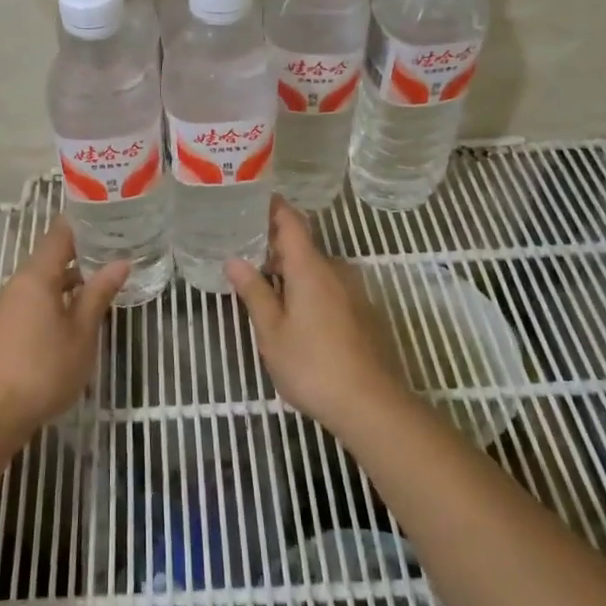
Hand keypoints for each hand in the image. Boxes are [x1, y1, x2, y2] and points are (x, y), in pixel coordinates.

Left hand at [0, 219, 127, 433]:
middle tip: (116, 251)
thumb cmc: (45, 367)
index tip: (110, 220)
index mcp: (37, 276)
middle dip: (82, 253)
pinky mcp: (5, 326)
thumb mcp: (82, 331)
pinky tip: (78, 313)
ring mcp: (8, 305)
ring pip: (43, 280)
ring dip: (71, 279)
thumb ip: (99, 294)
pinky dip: (57, 297)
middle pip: (51, 256)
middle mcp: (18, 283)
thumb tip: (120, 262)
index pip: (60, 234)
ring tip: (103, 282)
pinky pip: (35, 299)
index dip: (84, 224)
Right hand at [225, 198, 406, 431]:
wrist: (371, 404)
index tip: (251, 201)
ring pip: (317, 270)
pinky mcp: (364, 313)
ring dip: (292, 273)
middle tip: (244, 255)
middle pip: (303, 246)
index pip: (291, 221)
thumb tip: (234, 260)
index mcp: (311, 268)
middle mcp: (336, 271)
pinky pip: (331, 289)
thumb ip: (254, 293)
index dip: (272, 207)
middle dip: (275, 247)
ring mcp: (354, 292)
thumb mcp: (272, 332)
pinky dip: (310, 290)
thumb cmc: (312, 365)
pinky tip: (296, 315)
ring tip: (264, 289)